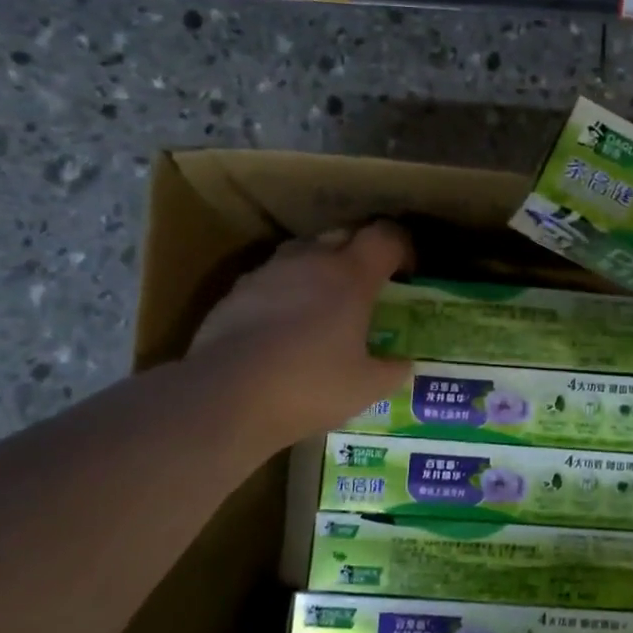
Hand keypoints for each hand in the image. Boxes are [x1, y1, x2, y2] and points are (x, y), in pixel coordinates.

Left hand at [187, 222, 412, 451]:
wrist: (224, 397)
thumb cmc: (309, 386)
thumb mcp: (366, 388)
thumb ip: (392, 370)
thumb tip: (403, 364)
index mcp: (351, 276)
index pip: (386, 237)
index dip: (403, 247)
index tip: (408, 273)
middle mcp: (310, 262)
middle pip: (343, 235)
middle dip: (360, 253)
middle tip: (368, 287)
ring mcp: (268, 273)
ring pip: (303, 253)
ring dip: (320, 268)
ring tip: (324, 303)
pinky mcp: (235, 293)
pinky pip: (271, 279)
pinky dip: (286, 291)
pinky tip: (284, 325)